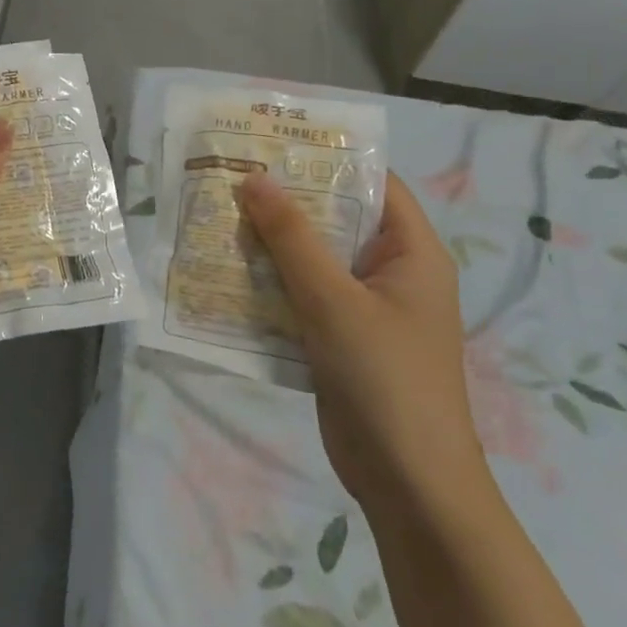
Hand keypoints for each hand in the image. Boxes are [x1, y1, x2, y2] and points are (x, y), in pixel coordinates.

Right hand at [238, 171, 490, 519]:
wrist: (409, 484)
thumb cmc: (385, 379)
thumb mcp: (333, 300)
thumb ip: (292, 238)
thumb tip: (255, 178)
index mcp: (411, 252)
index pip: (372, 183)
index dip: (326, 158)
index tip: (272, 142)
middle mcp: (390, 272)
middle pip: (335, 219)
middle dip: (284, 201)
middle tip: (229, 176)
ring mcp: (365, 307)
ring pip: (312, 259)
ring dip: (269, 243)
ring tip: (216, 216)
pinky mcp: (339, 337)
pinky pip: (301, 295)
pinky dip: (269, 282)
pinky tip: (226, 272)